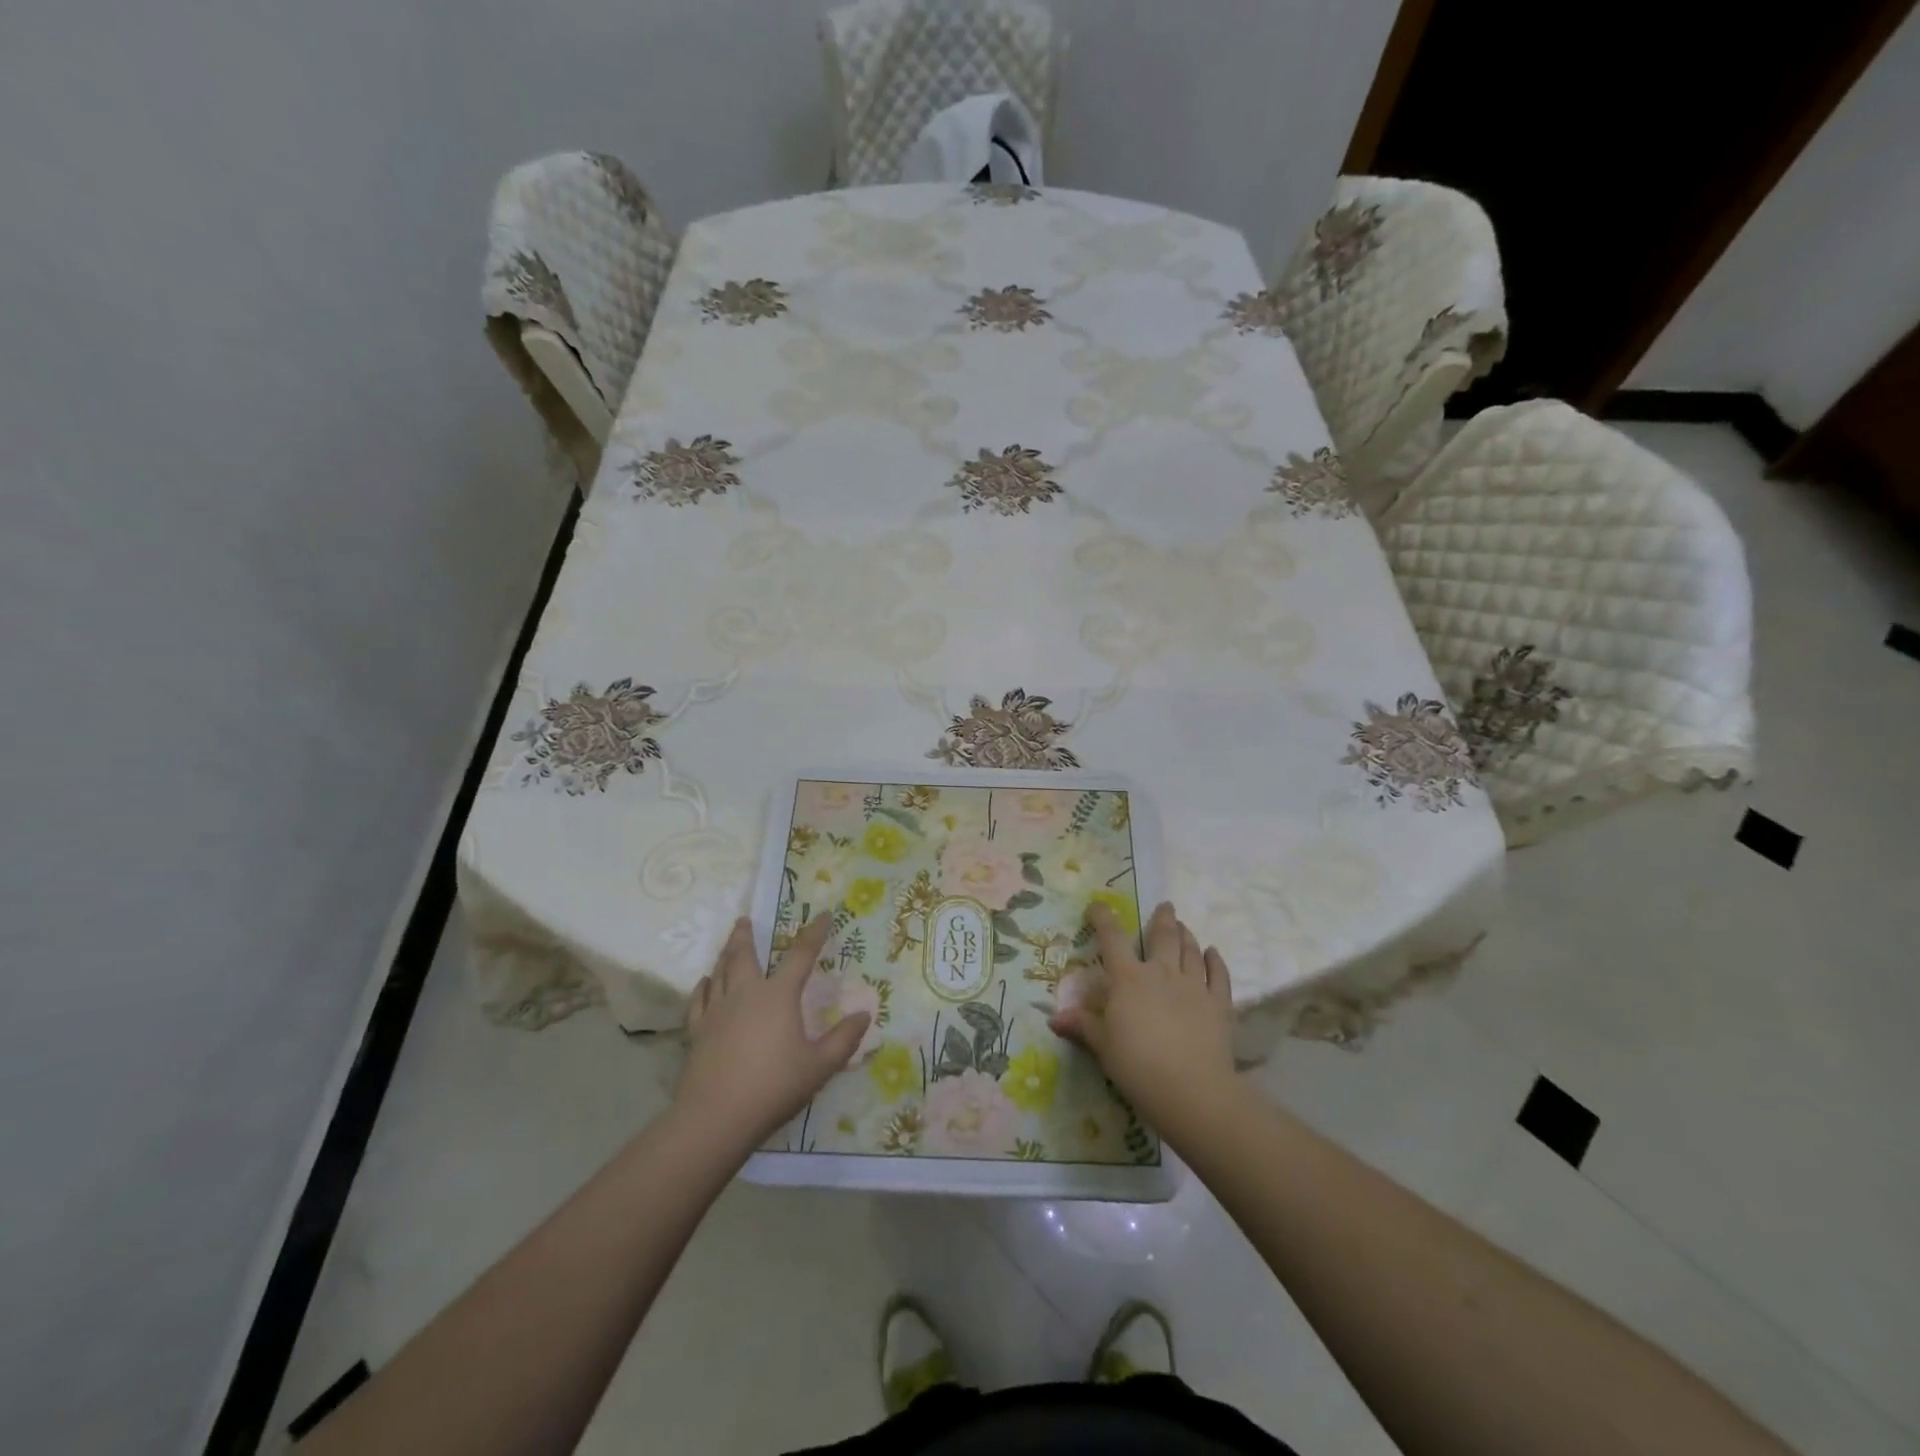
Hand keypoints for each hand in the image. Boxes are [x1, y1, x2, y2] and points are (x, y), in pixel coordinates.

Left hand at [676, 915, 870, 1150]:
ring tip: (729, 943)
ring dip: (725, 954)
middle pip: (744, 955)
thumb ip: (843, 1040)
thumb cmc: (773, 1087)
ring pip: (719, 972)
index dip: (814, 933)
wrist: (716, 1117)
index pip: (801, 955)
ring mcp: (717, 1011)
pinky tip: (705, 983)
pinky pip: (699, 999)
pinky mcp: (698, 1031)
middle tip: (745, 919)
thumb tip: (864, 1015)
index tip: (824, 915)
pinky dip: (703, 986)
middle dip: (746, 935)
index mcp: (778, 996)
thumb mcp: (819, 1067)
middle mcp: (746, 994)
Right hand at [1050, 901, 1238, 1139]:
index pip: (1112, 939)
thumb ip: (1082, 1026)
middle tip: (1166, 906)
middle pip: (1163, 936)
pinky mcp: (1219, 1005)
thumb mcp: (1102, 1046)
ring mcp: (1194, 986)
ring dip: (1187, 936)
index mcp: (1128, 978)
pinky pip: (1218, 976)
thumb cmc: (1137, 1065)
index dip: (1103, 918)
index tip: (1098, 905)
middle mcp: (1162, 973)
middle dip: (1163, 918)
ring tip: (1184, 927)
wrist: (1191, 1090)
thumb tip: (1055, 1018)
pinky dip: (1216, 961)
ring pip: (1191, 951)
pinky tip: (1213, 953)